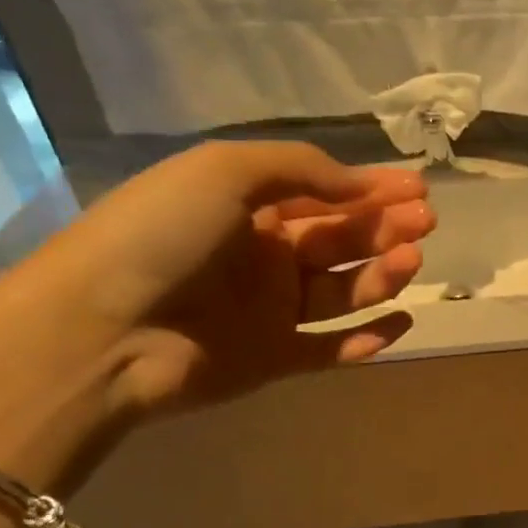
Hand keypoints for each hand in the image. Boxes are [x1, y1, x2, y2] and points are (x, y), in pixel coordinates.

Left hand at [0, 141, 432, 490]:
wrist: (102, 330)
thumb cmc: (162, 235)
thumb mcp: (225, 171)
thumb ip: (301, 170)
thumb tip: (361, 184)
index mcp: (246, 207)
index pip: (323, 194)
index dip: (372, 188)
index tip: (418, 188)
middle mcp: (263, 255)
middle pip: (340, 239)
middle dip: (385, 227)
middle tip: (426, 220)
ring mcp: (270, 310)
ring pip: (343, 290)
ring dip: (382, 275)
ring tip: (411, 261)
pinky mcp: (275, 358)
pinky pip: (333, 348)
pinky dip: (369, 338)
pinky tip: (401, 321)